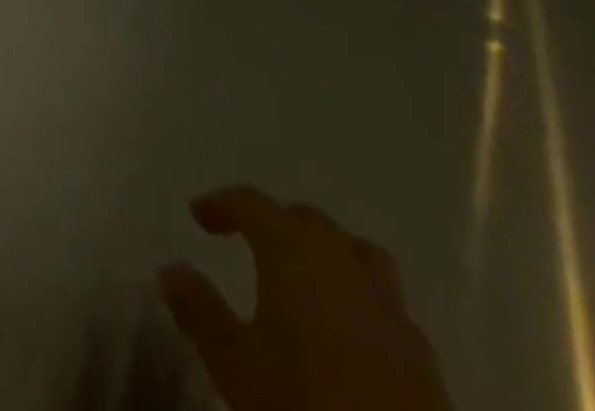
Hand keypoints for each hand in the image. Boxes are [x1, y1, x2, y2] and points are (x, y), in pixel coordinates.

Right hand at [159, 185, 453, 410]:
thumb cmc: (302, 404)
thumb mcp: (233, 362)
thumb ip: (200, 309)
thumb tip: (171, 268)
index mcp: (293, 251)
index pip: (251, 203)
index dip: (221, 203)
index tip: (198, 216)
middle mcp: (342, 264)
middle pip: (308, 220)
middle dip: (276, 222)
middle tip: (247, 240)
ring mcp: (391, 310)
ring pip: (358, 254)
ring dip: (328, 253)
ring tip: (305, 277)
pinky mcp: (424, 358)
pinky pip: (387, 306)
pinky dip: (361, 301)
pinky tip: (348, 334)